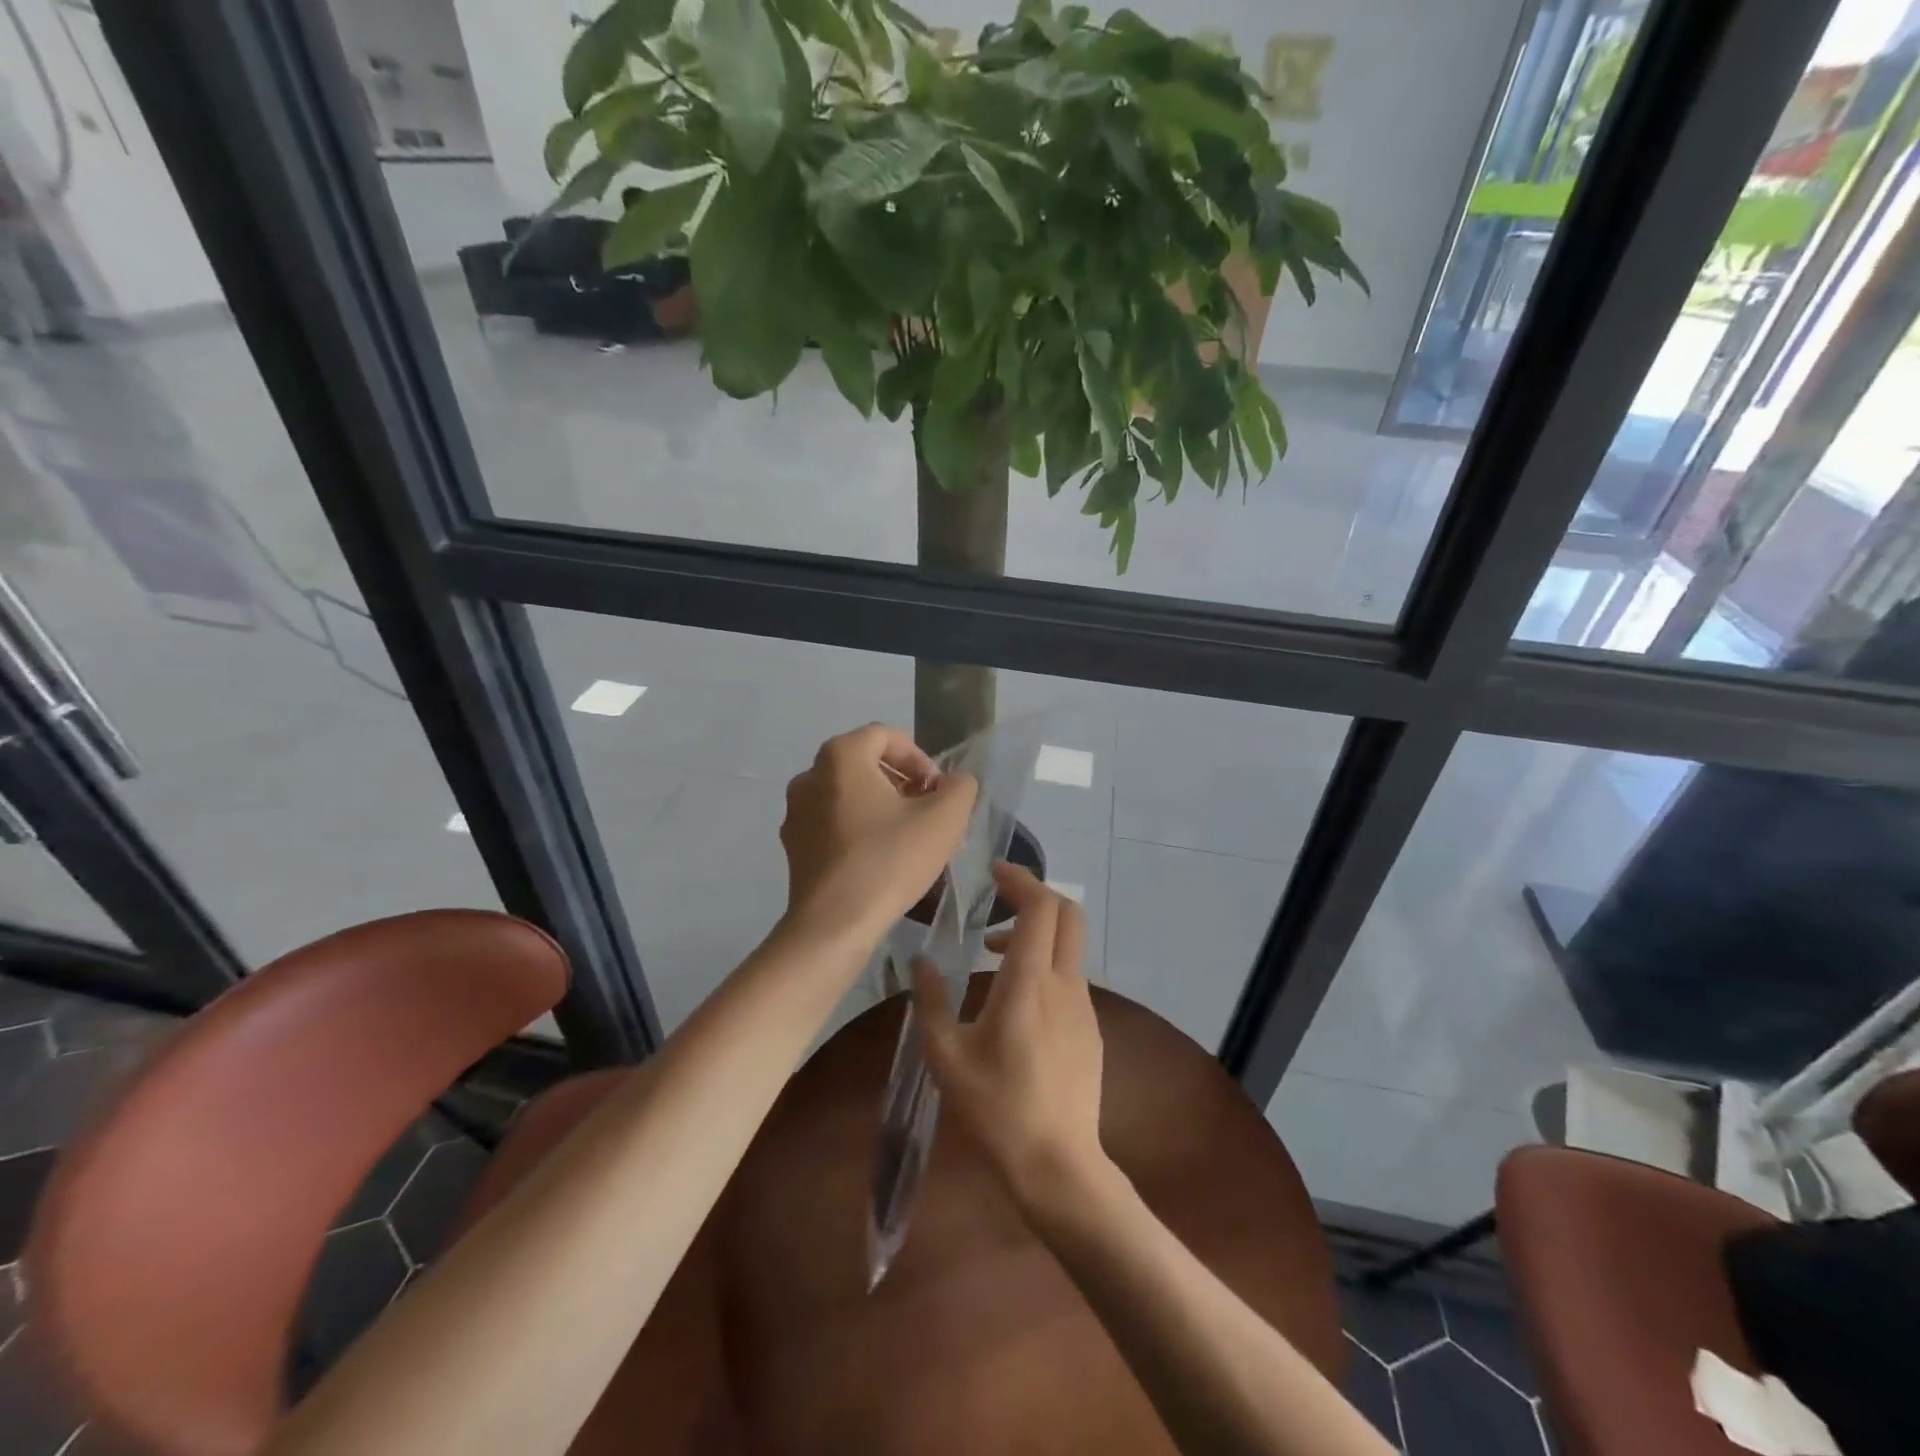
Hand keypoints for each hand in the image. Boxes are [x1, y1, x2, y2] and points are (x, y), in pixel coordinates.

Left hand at [779, 724, 976, 943]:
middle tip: (928, 812)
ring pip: (848, 794)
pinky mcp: (793, 845)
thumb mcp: (945, 819)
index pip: (885, 736)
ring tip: (909, 837)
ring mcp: (796, 811)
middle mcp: (810, 775)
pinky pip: (832, 821)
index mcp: (841, 757)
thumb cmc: (890, 861)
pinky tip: (881, 858)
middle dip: (902, 782)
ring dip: (881, 805)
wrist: (834, 924)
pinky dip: (859, 827)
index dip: (919, 757)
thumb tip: (954, 782)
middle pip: (865, 763)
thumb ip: (959, 788)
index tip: (938, 790)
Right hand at [913, 863, 1107, 1212]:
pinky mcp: (1090, 1028)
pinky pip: (1069, 977)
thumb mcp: (947, 1056)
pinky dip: (1043, 964)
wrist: (1059, 1167)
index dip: (1021, 879)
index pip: (1040, 907)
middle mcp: (1064, 983)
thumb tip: (919, 959)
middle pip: (1068, 914)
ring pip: (1068, 945)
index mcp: (1029, 982)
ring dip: (1035, 933)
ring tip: (990, 955)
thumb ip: (931, 1001)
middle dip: (1035, 895)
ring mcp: (1084, 1006)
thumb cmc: (996, 1110)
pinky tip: (1014, 1000)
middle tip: (998, 899)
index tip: (995, 872)